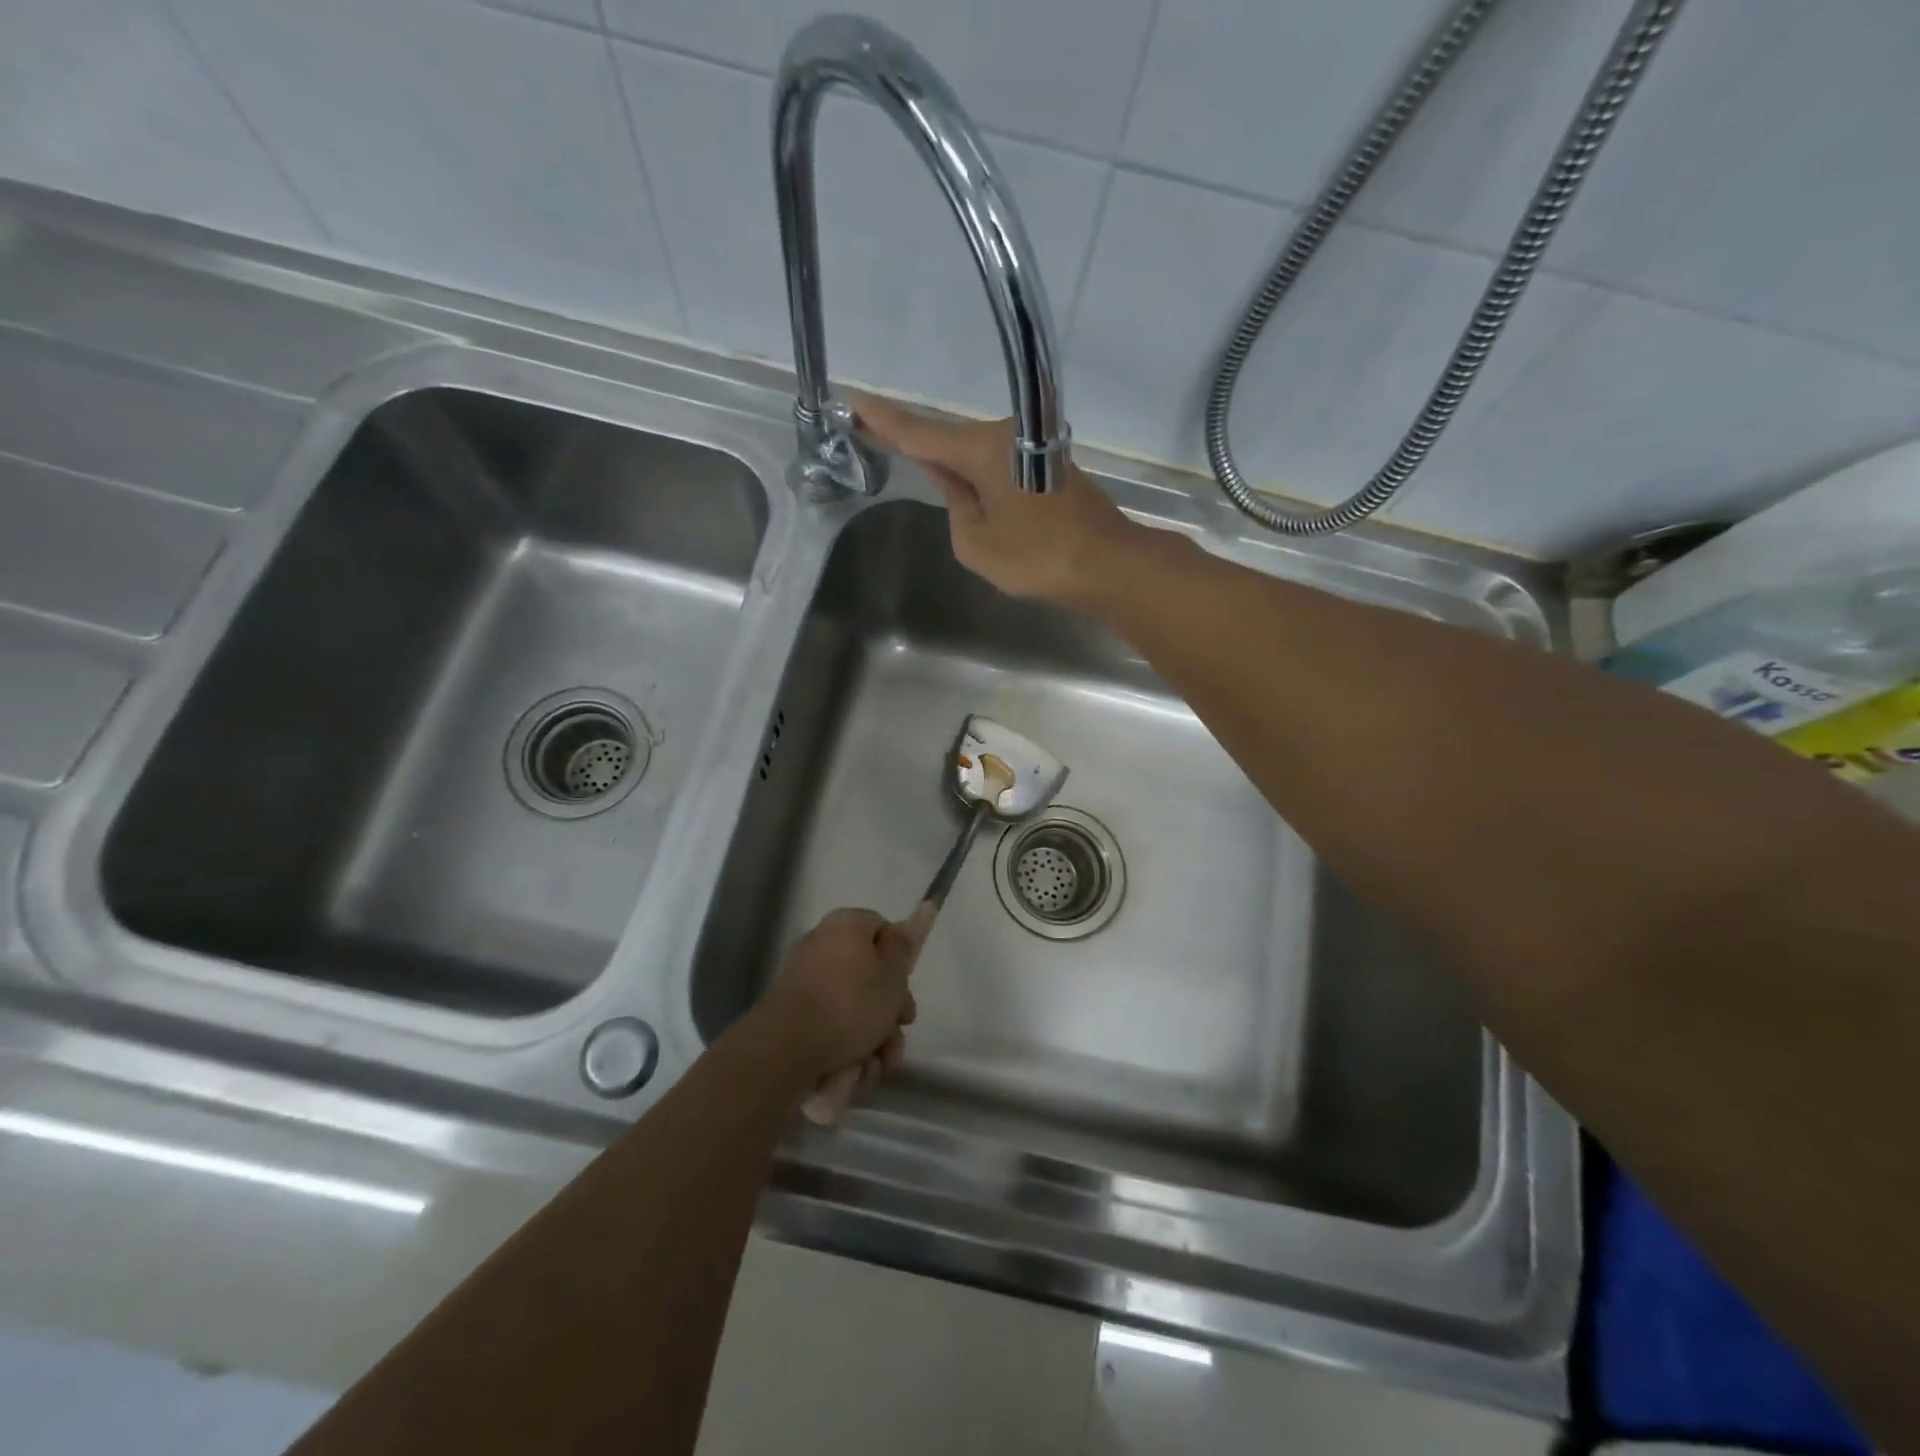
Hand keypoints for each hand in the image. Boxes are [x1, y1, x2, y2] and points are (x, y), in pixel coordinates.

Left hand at [755, 908, 916, 1088]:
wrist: (785, 1049)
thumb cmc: (849, 1005)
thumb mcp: (892, 976)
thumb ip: (902, 948)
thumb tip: (901, 926)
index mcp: (846, 926)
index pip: (881, 929)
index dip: (899, 960)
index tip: (906, 990)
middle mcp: (822, 946)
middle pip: (868, 975)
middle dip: (888, 1014)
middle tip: (896, 1038)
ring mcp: (804, 981)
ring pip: (852, 1007)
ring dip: (872, 1040)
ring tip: (876, 1067)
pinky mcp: (792, 1014)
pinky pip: (829, 1026)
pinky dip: (845, 1048)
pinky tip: (854, 1073)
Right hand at [855, 394, 1142, 607]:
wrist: (1107, 563)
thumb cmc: (1038, 556)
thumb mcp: (976, 542)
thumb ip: (956, 509)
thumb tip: (960, 488)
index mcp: (982, 449)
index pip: (920, 433)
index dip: (885, 421)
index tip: (853, 401)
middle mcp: (1005, 437)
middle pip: (949, 440)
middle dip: (914, 440)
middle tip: (874, 432)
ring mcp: (1030, 449)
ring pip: (975, 454)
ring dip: (948, 462)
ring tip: (913, 462)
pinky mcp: (1047, 467)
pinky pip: (997, 465)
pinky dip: (976, 474)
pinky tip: (963, 486)